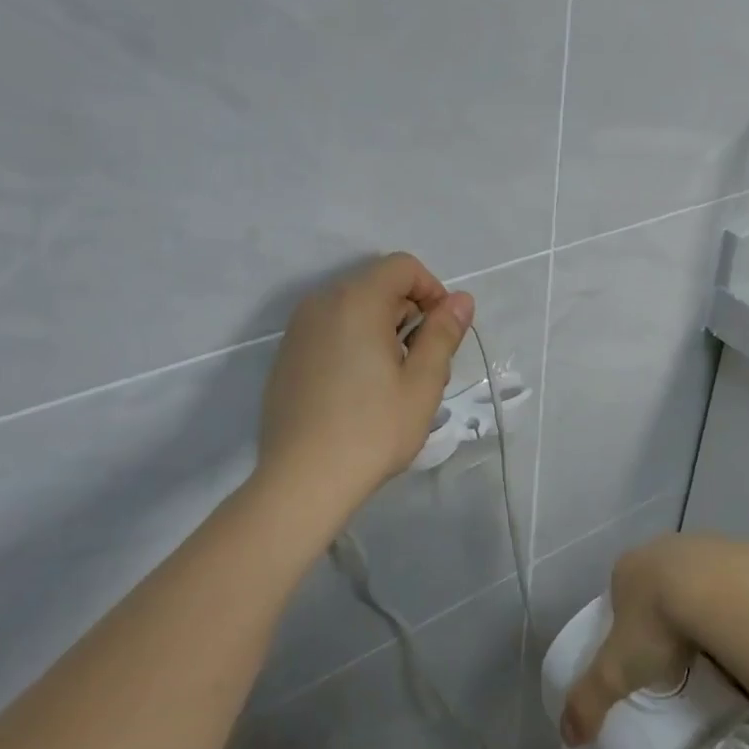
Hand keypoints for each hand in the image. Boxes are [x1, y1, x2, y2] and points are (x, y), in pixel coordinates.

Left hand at [257, 252, 474, 516]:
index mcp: (356, 301)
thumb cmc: (372, 430)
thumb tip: (461, 299)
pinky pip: (330, 331)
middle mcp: (321, 304)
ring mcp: (298, 330)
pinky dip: (354, 344)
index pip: (402, 267)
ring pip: (354, 309)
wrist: (302, 481)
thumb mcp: (423, 383)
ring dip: (383, 331)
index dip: (432, 291)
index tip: (443, 334)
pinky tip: (359, 392)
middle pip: (377, 285)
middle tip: (423, 366)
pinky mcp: (287, 356)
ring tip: (394, 383)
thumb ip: (443, 333)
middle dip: (409, 314)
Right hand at [561, 533, 748, 746]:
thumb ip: (589, 700)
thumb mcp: (617, 671)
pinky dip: (742, 607)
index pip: (622, 594)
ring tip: (719, 651)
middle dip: (670, 614)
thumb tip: (569, 736)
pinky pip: (741, 585)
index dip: (630, 623)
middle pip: (663, 584)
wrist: (725, 593)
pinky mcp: (746, 552)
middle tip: (682, 655)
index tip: (644, 655)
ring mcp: (707, 545)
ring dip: (708, 607)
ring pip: (703, 581)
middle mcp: (665, 548)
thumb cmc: (660, 624)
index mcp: (629, 568)